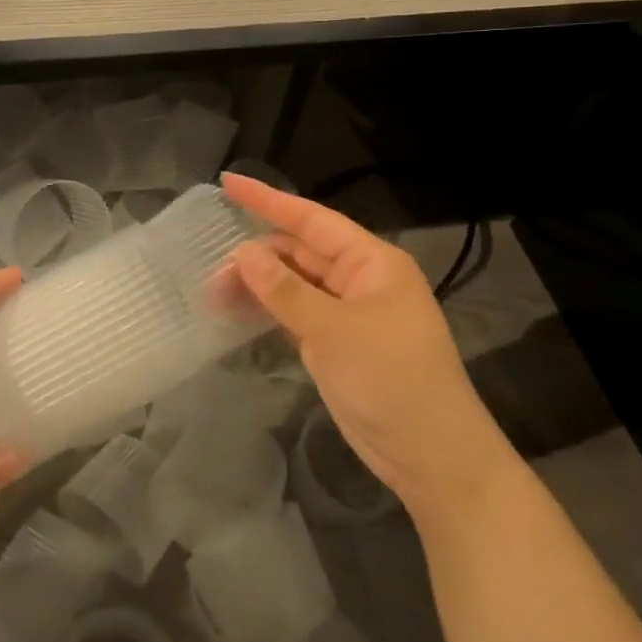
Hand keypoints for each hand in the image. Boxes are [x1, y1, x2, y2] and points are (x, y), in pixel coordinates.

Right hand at [223, 174, 496, 515]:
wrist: (431, 458)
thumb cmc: (393, 380)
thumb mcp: (336, 332)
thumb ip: (285, 291)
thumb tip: (242, 252)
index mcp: (371, 262)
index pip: (312, 220)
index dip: (268, 200)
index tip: (228, 183)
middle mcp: (358, 280)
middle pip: (297, 253)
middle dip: (254, 257)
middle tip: (209, 271)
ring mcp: (345, 313)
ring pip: (291, 285)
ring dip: (256, 286)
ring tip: (212, 295)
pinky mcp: (334, 343)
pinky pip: (293, 314)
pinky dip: (266, 311)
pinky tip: (236, 313)